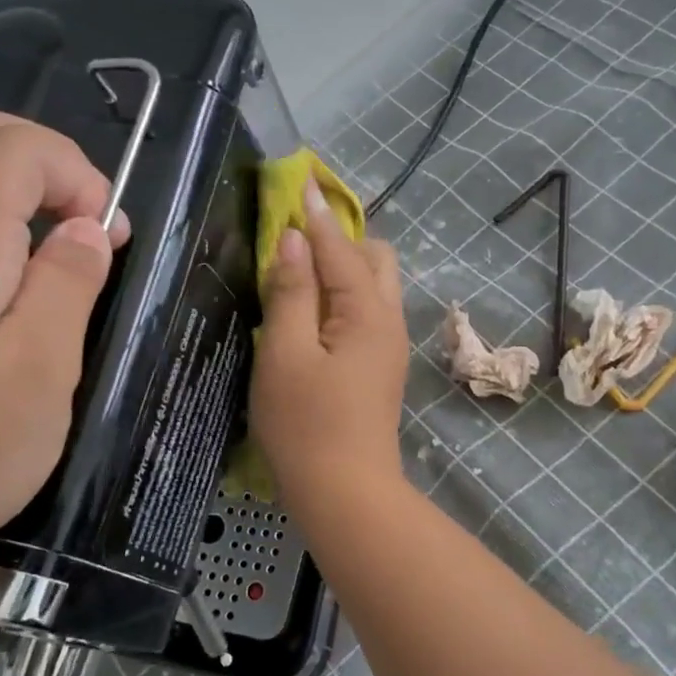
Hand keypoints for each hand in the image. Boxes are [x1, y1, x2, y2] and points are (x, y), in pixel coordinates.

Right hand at [252, 175, 408, 502]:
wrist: (346, 493)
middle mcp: (389, 320)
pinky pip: (367, 311)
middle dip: (338, 238)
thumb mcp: (286, 354)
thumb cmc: (307, 424)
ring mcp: (389, 345)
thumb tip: (293, 240)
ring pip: (373, 285)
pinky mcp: (381, 366)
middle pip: (374, 258)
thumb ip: (291, 293)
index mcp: (367, 312)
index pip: (340, 247)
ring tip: (298, 269)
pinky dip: (343, 295)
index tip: (298, 182)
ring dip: (341, 266)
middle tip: (293, 238)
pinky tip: (313, 309)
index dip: (314, 215)